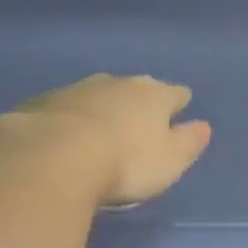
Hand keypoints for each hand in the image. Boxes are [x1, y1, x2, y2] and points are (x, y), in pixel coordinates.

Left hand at [0, 73, 211, 206]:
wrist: (54, 156)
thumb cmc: (126, 163)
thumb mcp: (169, 162)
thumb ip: (189, 143)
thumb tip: (203, 126)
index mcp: (154, 96)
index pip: (175, 94)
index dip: (179, 102)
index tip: (181, 108)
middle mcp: (117, 83)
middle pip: (136, 88)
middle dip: (140, 101)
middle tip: (141, 118)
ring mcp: (77, 89)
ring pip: (99, 93)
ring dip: (104, 106)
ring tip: (103, 126)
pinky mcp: (44, 103)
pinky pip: (66, 108)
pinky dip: (72, 118)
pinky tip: (68, 134)